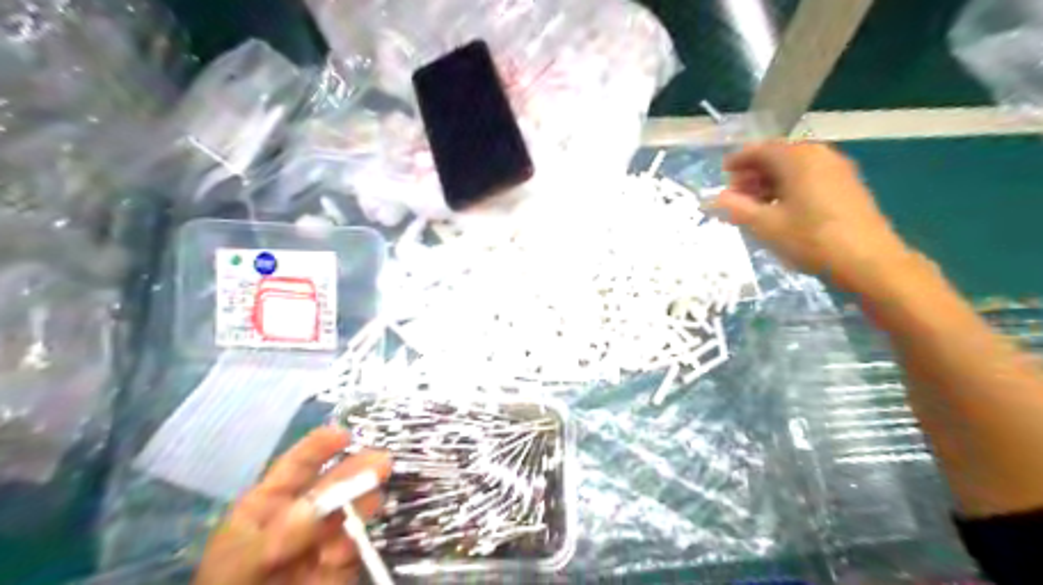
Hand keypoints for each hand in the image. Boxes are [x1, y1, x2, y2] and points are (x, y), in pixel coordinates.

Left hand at [194, 424, 389, 584]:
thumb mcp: (241, 563)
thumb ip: (280, 534)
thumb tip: (318, 505)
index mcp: (266, 506)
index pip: (295, 467)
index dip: (318, 448)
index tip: (343, 434)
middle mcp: (299, 517)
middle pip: (330, 485)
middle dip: (354, 470)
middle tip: (382, 462)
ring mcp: (321, 541)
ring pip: (347, 512)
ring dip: (362, 501)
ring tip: (375, 494)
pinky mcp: (339, 567)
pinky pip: (351, 548)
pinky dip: (353, 545)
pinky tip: (345, 549)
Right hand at [715, 143, 910, 287]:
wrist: (868, 261)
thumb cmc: (810, 239)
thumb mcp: (765, 226)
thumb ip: (736, 208)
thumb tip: (716, 199)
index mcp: (797, 159)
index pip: (761, 150)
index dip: (739, 160)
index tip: (723, 173)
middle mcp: (819, 155)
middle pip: (779, 156)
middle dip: (754, 172)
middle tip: (735, 193)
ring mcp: (837, 170)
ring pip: (795, 168)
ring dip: (771, 181)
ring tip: (754, 205)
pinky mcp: (847, 186)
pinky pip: (810, 177)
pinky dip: (790, 187)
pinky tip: (781, 209)